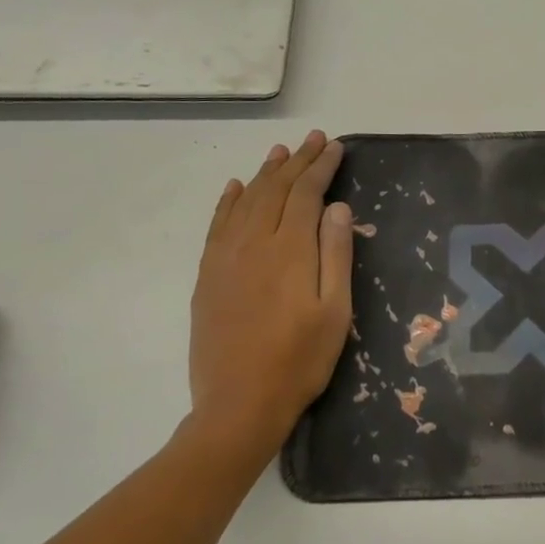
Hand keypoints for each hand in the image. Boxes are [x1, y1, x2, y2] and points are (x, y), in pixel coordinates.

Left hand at [188, 132, 352, 462]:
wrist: (239, 404)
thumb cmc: (300, 360)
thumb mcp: (335, 311)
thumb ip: (336, 255)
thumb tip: (337, 207)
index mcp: (289, 250)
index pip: (306, 194)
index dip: (321, 168)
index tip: (336, 148)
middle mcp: (253, 244)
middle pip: (275, 190)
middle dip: (297, 161)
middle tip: (314, 139)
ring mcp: (224, 258)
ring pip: (246, 201)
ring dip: (265, 173)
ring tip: (280, 152)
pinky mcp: (207, 276)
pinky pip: (217, 225)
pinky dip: (229, 201)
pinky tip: (237, 188)